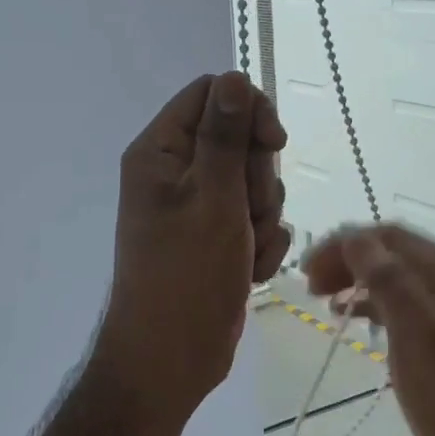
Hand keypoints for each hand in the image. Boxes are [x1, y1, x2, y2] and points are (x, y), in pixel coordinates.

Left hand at [93, 72, 289, 427]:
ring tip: (245, 250)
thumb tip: (234, 76)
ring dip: (263, 216)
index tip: (273, 143)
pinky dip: (260, 244)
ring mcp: (197, 208)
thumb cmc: (187, 276)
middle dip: (258, 177)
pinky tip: (249, 271)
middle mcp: (176, 172)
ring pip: (254, 182)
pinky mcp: (216, 238)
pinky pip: (255, 220)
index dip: (249, 112)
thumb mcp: (214, 198)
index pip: (212, 95)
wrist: (172, 359)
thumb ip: (226, 135)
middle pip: (239, 139)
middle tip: (247, 213)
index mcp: (161, 152)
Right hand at [302, 225, 434, 435]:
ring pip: (391, 282)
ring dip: (355, 281)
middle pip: (392, 256)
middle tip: (309, 282)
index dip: (347, 243)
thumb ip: (385, 278)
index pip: (393, 238)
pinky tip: (345, 318)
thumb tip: (353, 236)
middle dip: (348, 260)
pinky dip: (367, 307)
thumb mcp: (415, 331)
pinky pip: (396, 310)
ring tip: (319, 296)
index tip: (308, 266)